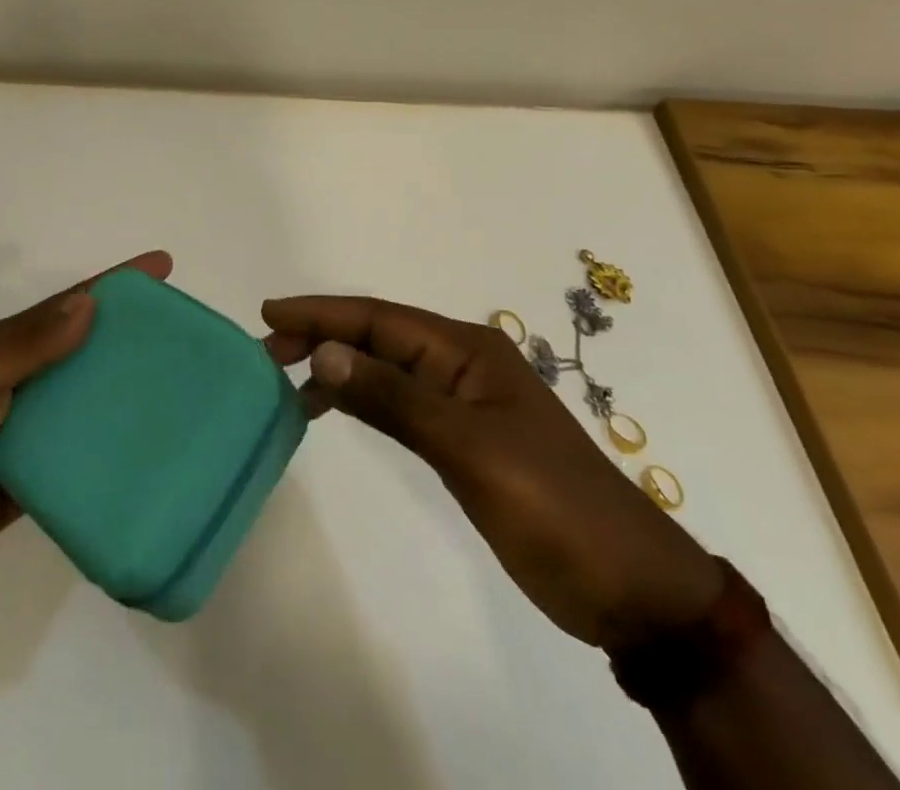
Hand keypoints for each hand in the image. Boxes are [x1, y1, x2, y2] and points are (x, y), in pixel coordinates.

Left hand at [0, 251, 172, 621]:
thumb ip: (22, 346)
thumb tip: (89, 304)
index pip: (66, 307)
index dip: (113, 285)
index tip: (162, 269)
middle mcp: (14, 386)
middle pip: (81, 352)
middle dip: (127, 339)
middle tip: (184, 339)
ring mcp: (19, 437)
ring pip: (82, 406)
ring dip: (121, 397)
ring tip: (177, 396)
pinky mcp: (23, 487)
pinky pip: (74, 463)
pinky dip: (104, 456)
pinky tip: (143, 457)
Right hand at [263, 294, 722, 650]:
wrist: (631, 587)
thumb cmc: (552, 506)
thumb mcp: (468, 449)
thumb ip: (393, 398)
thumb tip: (325, 351)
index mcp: (467, 350)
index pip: (379, 319)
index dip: (323, 313)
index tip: (270, 313)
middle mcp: (462, 363)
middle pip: (379, 336)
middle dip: (323, 335)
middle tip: (268, 351)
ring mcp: (463, 401)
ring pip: (385, 367)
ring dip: (338, 365)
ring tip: (287, 378)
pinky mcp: (463, 437)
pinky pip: (398, 400)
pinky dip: (361, 397)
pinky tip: (334, 407)